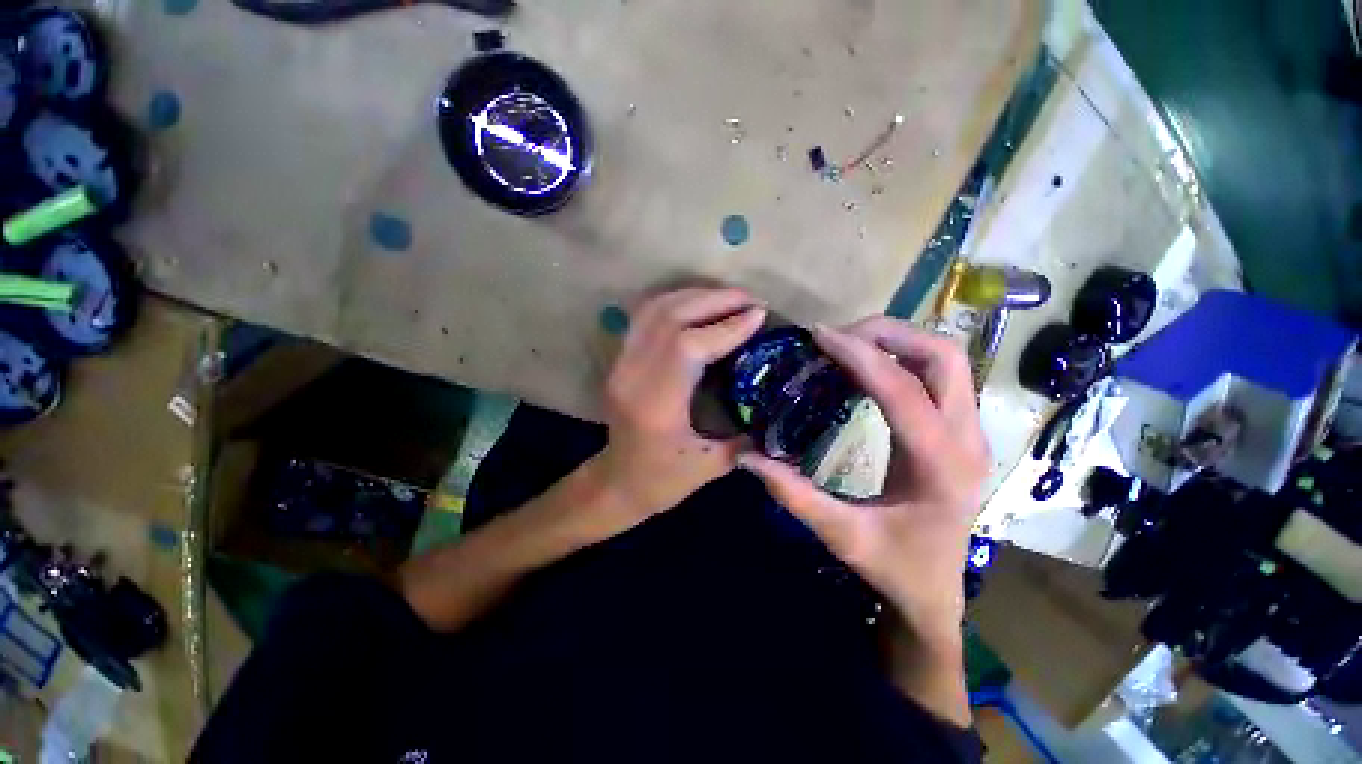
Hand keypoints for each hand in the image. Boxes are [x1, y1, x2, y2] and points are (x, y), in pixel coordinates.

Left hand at [596, 287, 765, 520]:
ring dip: (693, 296)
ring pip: (653, 311)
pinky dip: (673, 303)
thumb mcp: (712, 466)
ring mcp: (620, 366)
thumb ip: (746, 434)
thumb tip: (778, 398)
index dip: (726, 326)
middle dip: (713, 301)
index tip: (758, 315)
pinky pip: (644, 318)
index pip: (689, 346)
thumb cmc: (663, 481)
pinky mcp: (619, 361)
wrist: (616, 483)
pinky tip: (697, 304)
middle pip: (669, 318)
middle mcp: (633, 378)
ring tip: (728, 297)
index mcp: (656, 406)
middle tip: (749, 299)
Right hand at [739, 318, 988, 634]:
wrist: (938, 592)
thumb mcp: (840, 535)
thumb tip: (746, 457)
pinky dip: (905, 357)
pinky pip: (942, 375)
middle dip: (889, 334)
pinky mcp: (964, 431)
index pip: (904, 391)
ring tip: (851, 344)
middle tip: (839, 338)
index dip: (861, 356)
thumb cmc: (895, 567)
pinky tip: (870, 366)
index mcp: (940, 467)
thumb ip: (793, 494)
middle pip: (944, 358)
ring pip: (949, 360)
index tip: (821, 337)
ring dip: (900, 341)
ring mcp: (973, 433)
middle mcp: (968, 441)